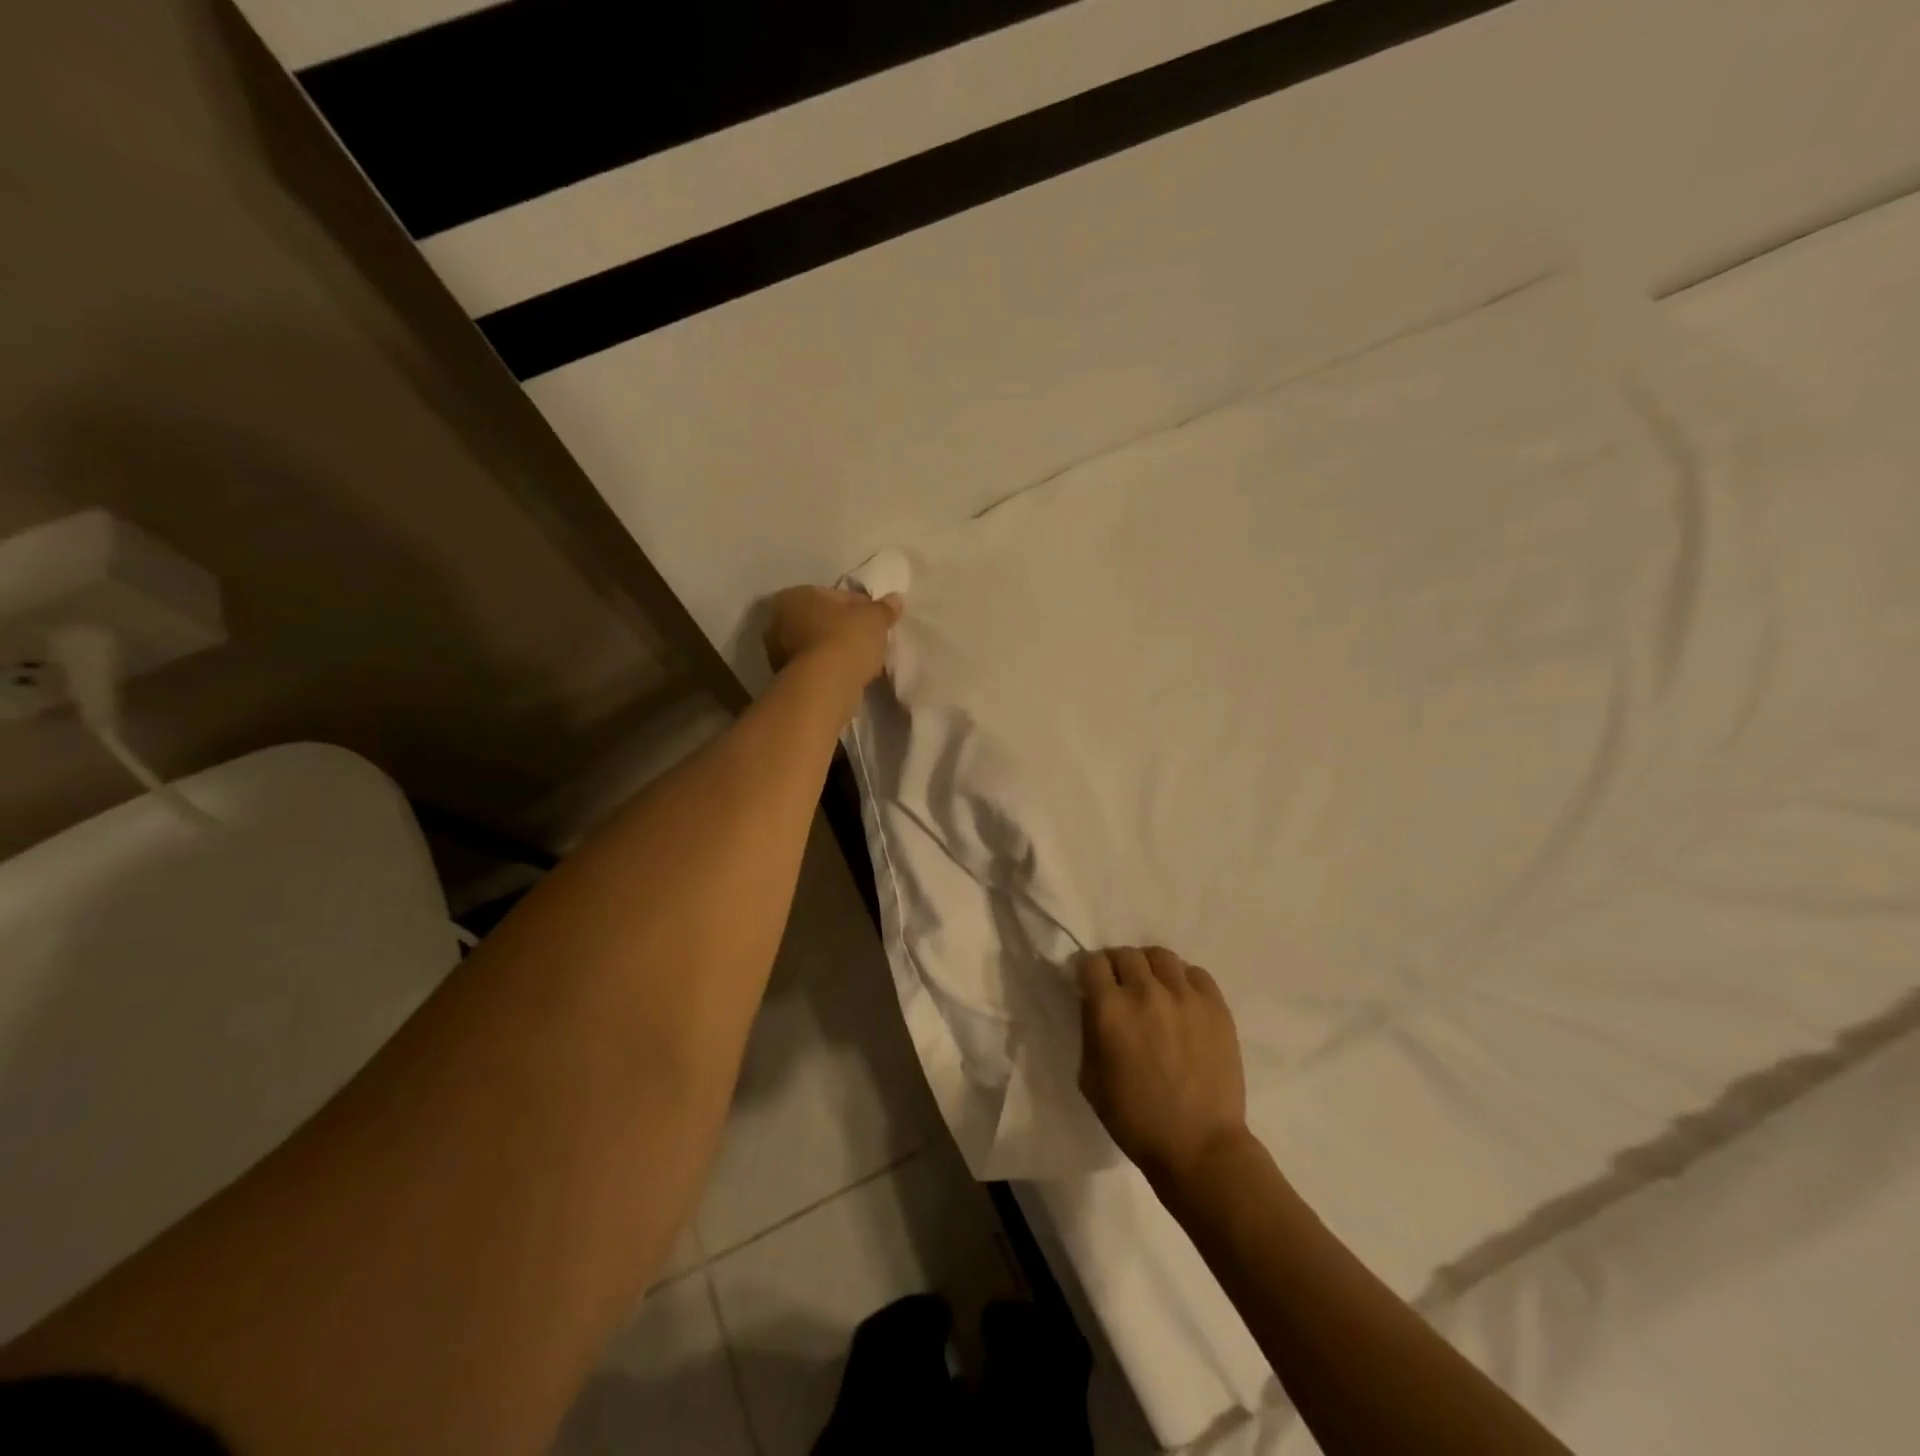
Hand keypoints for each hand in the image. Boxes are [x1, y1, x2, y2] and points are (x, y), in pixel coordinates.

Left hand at [763, 586, 902, 690]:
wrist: (825, 687)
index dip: (861, 606)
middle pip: (824, 620)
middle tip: (871, 639)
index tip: (878, 620)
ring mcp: (778, 653)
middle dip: (846, 628)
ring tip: (865, 660)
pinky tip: (852, 675)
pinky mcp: (787, 679)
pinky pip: (817, 666)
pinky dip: (832, 668)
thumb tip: (895, 599)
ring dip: (839, 650)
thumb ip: (885, 608)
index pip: (835, 595)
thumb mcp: (874, 619)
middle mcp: (778, 621)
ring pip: (819, 645)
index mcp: (794, 595)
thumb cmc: (846, 639)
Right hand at [1077, 946, 1248, 1186]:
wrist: (1199, 1146)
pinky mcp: (1216, 1006)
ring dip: (1149, 967)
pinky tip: (1181, 1000)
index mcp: (1110, 1010)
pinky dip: (1182, 980)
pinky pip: (1195, 973)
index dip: (1087, 970)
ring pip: (1161, 956)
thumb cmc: (1135, 1120)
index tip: (1090, 983)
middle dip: (1117, 966)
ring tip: (1153, 987)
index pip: (1091, 962)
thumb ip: (1089, 1031)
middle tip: (1120, 987)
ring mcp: (1185, 996)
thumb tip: (1095, 1004)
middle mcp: (1146, 992)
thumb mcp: (1090, 1078)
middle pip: (1126, 954)